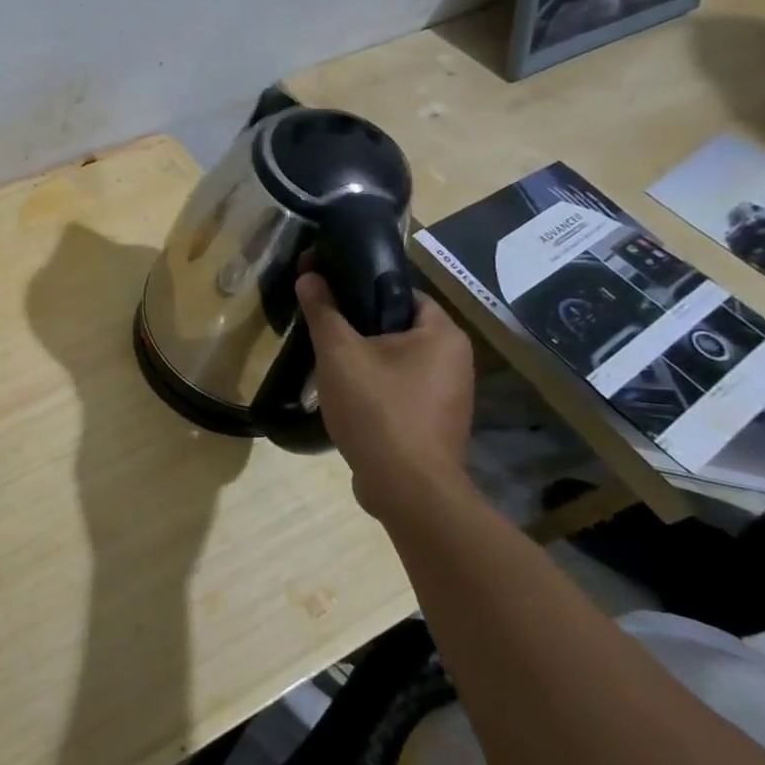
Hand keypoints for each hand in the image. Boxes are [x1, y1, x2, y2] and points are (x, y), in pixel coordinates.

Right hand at [298, 273, 474, 521]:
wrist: (407, 489)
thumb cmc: (378, 410)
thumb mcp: (339, 354)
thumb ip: (323, 311)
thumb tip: (309, 275)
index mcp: (443, 334)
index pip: (402, 292)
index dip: (363, 288)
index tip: (328, 296)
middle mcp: (456, 360)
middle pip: (398, 327)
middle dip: (359, 328)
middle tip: (322, 331)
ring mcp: (449, 395)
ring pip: (397, 360)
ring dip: (364, 359)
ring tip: (328, 364)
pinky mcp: (435, 422)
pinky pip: (400, 388)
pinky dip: (375, 387)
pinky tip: (347, 397)